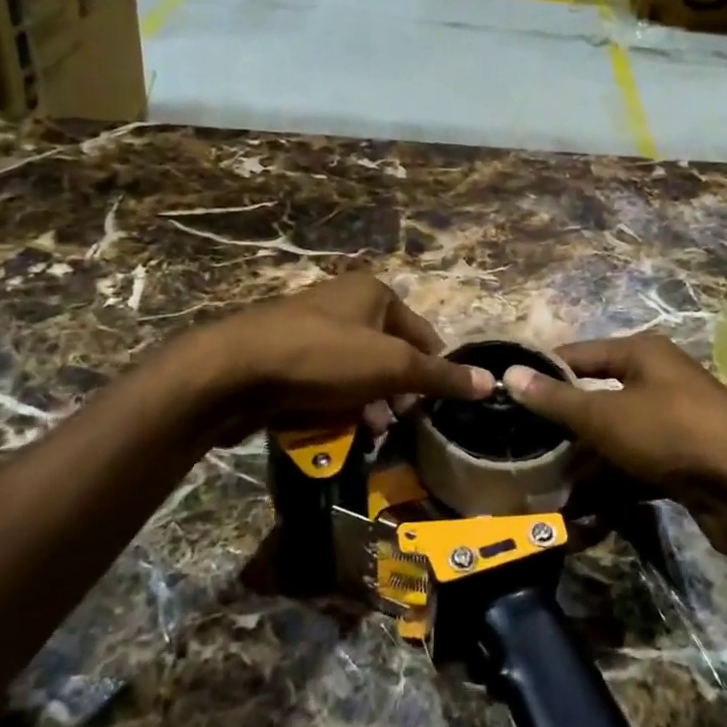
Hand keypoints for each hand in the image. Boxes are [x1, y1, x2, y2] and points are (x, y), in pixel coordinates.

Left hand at [192, 273, 491, 440]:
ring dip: (368, 404)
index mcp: (373, 292)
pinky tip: (337, 430)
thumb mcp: (391, 366)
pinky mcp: (287, 358)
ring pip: (357, 373)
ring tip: (369, 433)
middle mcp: (344, 304)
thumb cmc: (322, 357)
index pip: (423, 334)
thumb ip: (440, 376)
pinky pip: (326, 383)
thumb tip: (492, 382)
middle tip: (399, 425)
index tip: (434, 408)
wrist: (234, 372)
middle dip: (397, 393)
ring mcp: (312, 330)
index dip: (433, 371)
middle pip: (390, 354)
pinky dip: (337, 406)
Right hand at [503, 334, 726, 555]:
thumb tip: (508, 373)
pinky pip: (633, 470)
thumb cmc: (672, 431)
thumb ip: (556, 399)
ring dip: (582, 466)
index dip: (542, 374)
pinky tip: (581, 512)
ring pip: (613, 441)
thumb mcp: (605, 414)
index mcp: (640, 354)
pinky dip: (609, 487)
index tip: (505, 397)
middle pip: (595, 400)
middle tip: (522, 451)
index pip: (577, 356)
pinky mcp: (682, 463)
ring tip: (544, 490)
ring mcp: (671, 424)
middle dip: (561, 430)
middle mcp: (656, 382)